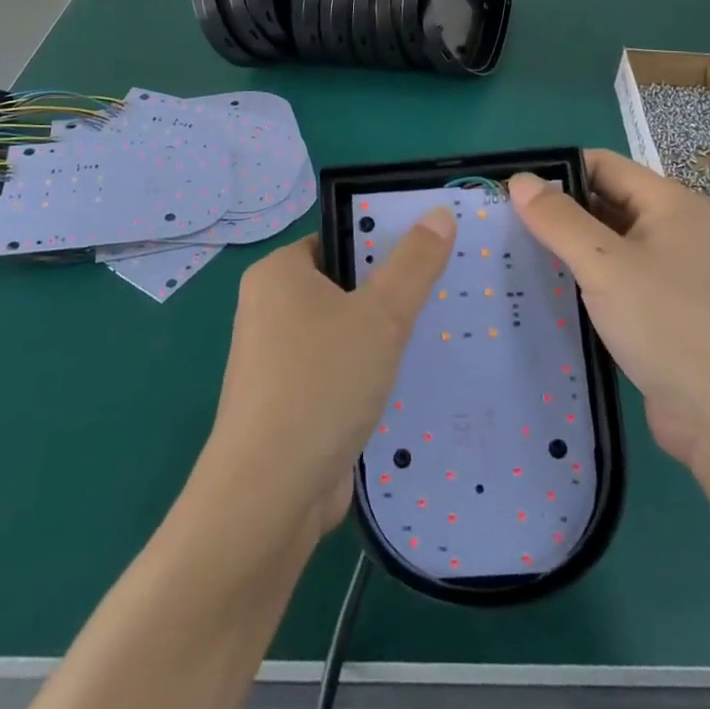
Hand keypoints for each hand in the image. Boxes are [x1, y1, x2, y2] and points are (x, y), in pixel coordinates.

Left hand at [203, 209, 456, 539]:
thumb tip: (439, 212)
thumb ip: (414, 263)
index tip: (429, 256)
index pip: (339, 240)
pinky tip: (405, 383)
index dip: (384, 243)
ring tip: (433, 337)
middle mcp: (269, 309)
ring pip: (342, 332)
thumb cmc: (322, 383)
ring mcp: (276, 359)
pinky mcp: (288, 401)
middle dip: (388, 294)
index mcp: (278, 273)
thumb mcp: (381, 315)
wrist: (270, 495)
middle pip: (343, 285)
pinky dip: (366, 374)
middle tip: (440, 297)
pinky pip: (336, 370)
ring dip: (381, 339)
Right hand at [510, 150, 709, 469]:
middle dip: (556, 215)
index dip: (556, 172)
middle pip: (604, 205)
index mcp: (667, 203)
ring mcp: (670, 277)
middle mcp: (671, 232)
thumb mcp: (605, 264)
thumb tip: (519, 180)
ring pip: (607, 250)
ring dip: (567, 255)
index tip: (507, 192)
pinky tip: (547, 300)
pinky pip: (615, 288)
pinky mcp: (663, 318)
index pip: (601, 165)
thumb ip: (559, 220)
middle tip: (500, 229)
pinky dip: (584, 288)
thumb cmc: (672, 324)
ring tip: (512, 262)